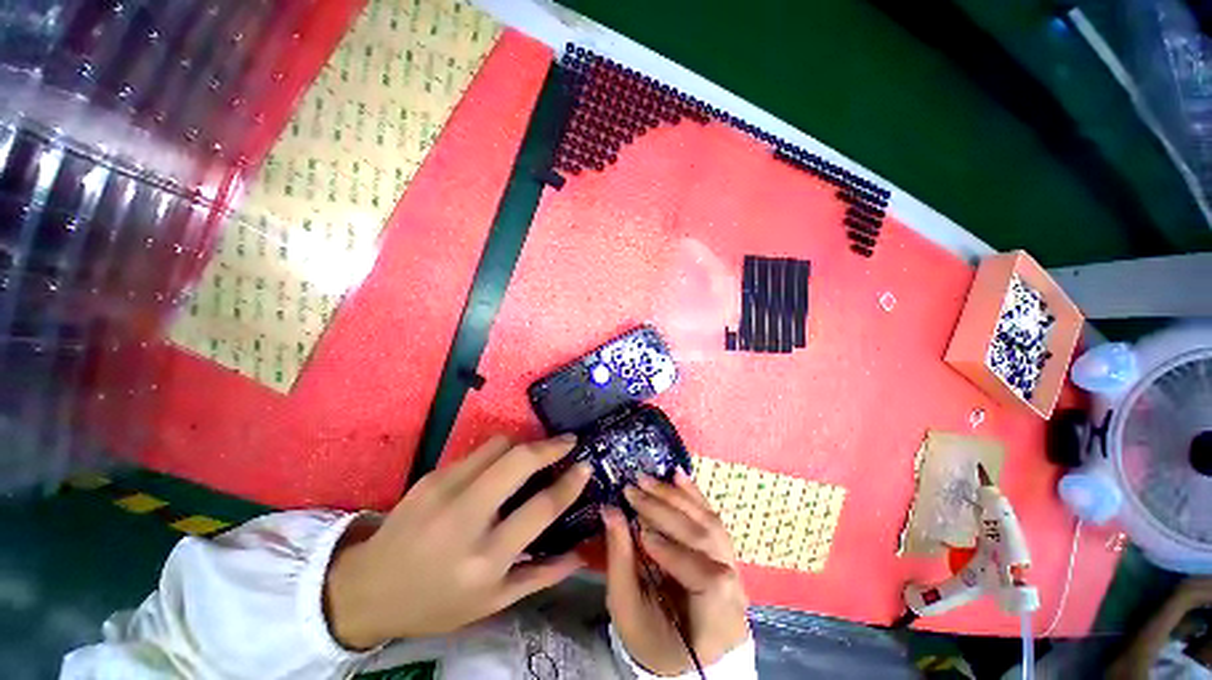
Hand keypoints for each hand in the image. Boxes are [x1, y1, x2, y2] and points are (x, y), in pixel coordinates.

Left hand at [324, 435, 591, 648]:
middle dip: (550, 446)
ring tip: (534, 455)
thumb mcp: (492, 604)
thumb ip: (542, 576)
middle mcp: (465, 518)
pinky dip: (497, 454)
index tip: (585, 465)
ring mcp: (444, 490)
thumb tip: (581, 554)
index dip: (570, 483)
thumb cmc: (436, 603)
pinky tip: (499, 468)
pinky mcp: (431, 475)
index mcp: (486, 558)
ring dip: (524, 444)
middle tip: (568, 442)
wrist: (367, 588)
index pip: (541, 508)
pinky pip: (477, 452)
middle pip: (519, 461)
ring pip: (499, 445)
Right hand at [603, 470, 749, 675]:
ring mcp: (734, 569)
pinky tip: (677, 476)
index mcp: (716, 625)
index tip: (642, 534)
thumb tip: (610, 510)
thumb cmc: (652, 639)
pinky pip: (712, 518)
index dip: (676, 553)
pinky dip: (693, 495)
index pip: (708, 580)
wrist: (682, 653)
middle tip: (635, 490)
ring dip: (678, 497)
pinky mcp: (724, 551)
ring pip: (711, 524)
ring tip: (650, 480)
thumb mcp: (629, 611)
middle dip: (667, 512)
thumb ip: (620, 561)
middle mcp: (734, 594)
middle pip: (707, 540)